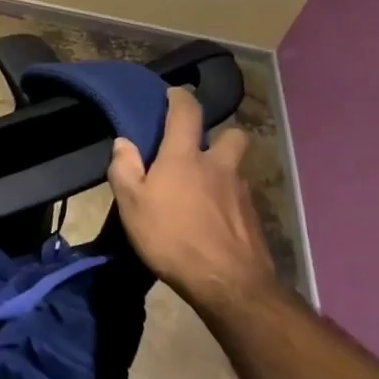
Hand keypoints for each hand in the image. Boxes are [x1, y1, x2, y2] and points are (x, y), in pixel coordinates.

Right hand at [108, 88, 275, 312]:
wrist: (229, 284)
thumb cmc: (172, 237)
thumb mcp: (131, 204)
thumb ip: (124, 168)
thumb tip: (124, 143)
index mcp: (185, 157)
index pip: (187, 113)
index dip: (180, 98)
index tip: (173, 94)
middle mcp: (219, 166)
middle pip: (232, 135)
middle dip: (219, 134)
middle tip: (200, 149)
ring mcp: (242, 192)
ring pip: (237, 168)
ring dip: (222, 171)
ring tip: (202, 191)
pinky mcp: (254, 219)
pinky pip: (240, 198)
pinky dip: (227, 201)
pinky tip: (212, 220)